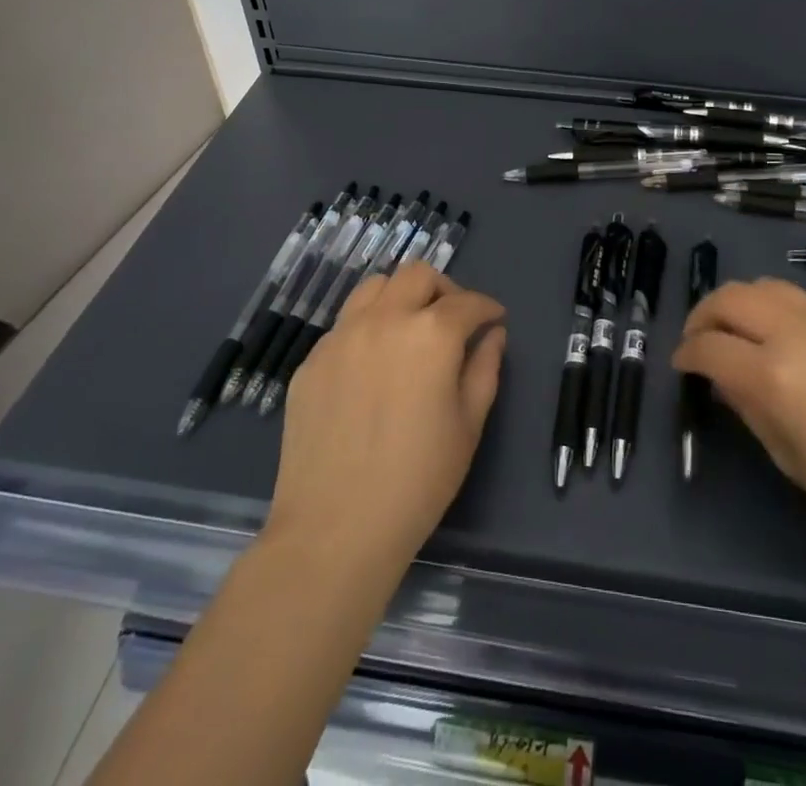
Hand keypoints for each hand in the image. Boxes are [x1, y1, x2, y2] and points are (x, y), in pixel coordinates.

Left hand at [265, 263, 505, 571]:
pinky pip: (345, 324)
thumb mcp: (469, 424)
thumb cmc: (418, 481)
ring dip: (400, 296)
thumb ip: (485, 368)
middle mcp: (384, 319)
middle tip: (453, 320)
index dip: (487, 308)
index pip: (467, 302)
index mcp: (431, 334)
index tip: (494, 319)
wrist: (335, 530)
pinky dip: (368, 327)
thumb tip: (492, 335)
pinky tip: (373, 365)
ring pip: (374, 287)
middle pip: (417, 275)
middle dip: (444, 289)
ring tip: (410, 329)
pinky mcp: (311, 361)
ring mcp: (340, 337)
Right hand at [672, 278, 805, 562]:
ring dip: (741, 303)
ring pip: (766, 286)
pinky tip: (793, 341)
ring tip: (740, 329)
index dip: (686, 354)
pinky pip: (805, 301)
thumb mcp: (790, 459)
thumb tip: (724, 377)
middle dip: (703, 315)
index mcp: (774, 374)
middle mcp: (796, 331)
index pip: (709, 347)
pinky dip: (781, 311)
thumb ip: (749, 407)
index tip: (682, 364)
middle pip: (730, 297)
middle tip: (700, 339)